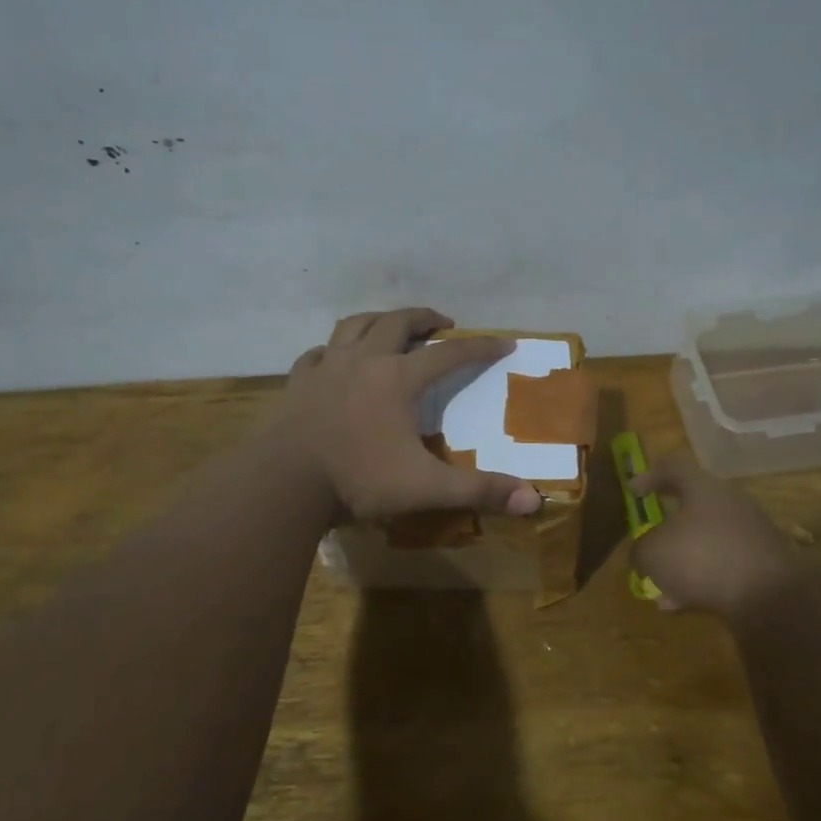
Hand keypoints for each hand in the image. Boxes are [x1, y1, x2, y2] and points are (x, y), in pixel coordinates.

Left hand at [274, 308, 544, 520]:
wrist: (285, 483)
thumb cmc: (358, 480)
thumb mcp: (426, 489)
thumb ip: (479, 491)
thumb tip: (535, 502)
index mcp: (398, 379)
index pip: (450, 354)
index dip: (481, 347)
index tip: (504, 343)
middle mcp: (364, 361)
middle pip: (398, 322)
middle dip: (425, 317)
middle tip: (442, 323)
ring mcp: (326, 368)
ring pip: (355, 326)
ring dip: (378, 320)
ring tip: (391, 326)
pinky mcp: (298, 382)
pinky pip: (317, 353)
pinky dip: (333, 349)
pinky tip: (334, 358)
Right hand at [629, 453, 803, 617]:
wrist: (769, 597)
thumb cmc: (702, 559)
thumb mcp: (653, 554)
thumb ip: (640, 549)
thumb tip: (642, 554)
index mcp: (703, 487)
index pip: (673, 467)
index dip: (649, 476)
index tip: (633, 493)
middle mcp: (730, 502)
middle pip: (691, 507)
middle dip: (666, 529)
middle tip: (648, 545)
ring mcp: (751, 533)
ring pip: (705, 541)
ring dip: (682, 562)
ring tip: (661, 589)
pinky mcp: (763, 563)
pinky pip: (723, 565)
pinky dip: (701, 580)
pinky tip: (684, 606)